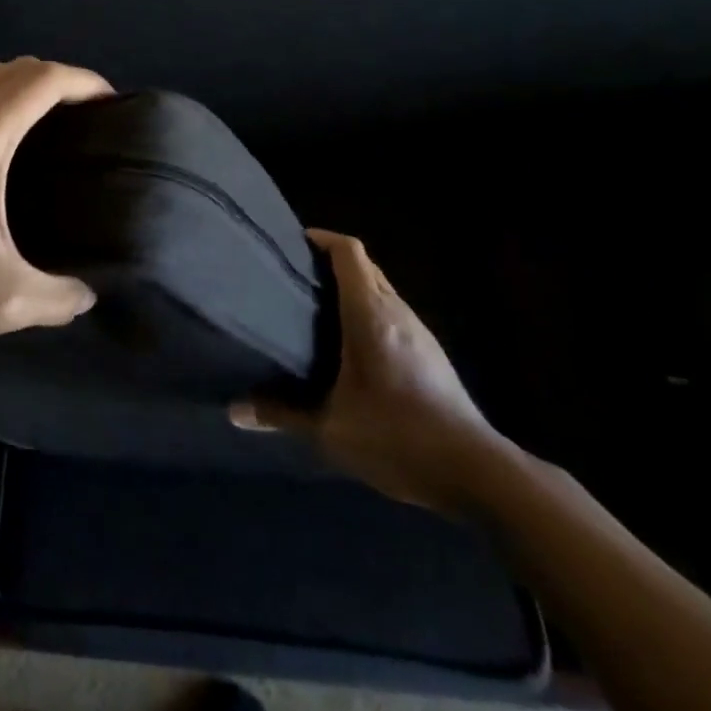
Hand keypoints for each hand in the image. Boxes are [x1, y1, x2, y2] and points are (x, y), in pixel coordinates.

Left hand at [0, 58, 111, 347]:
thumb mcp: (1, 299)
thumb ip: (58, 297)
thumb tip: (88, 296)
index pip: (46, 79)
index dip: (86, 81)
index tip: (113, 102)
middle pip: (15, 67)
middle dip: (58, 80)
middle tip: (85, 118)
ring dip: (18, 85)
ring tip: (44, 124)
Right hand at [230, 230, 508, 517]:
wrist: (476, 472)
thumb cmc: (397, 436)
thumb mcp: (330, 429)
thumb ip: (281, 414)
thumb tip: (235, 411)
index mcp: (370, 313)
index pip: (348, 251)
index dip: (321, 239)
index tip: (291, 244)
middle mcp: (396, 311)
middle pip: (364, 266)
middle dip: (329, 263)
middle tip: (292, 277)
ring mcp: (419, 332)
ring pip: (380, 290)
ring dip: (350, 289)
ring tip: (314, 308)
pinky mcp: (431, 354)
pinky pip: (392, 314)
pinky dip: (366, 312)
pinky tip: (348, 345)